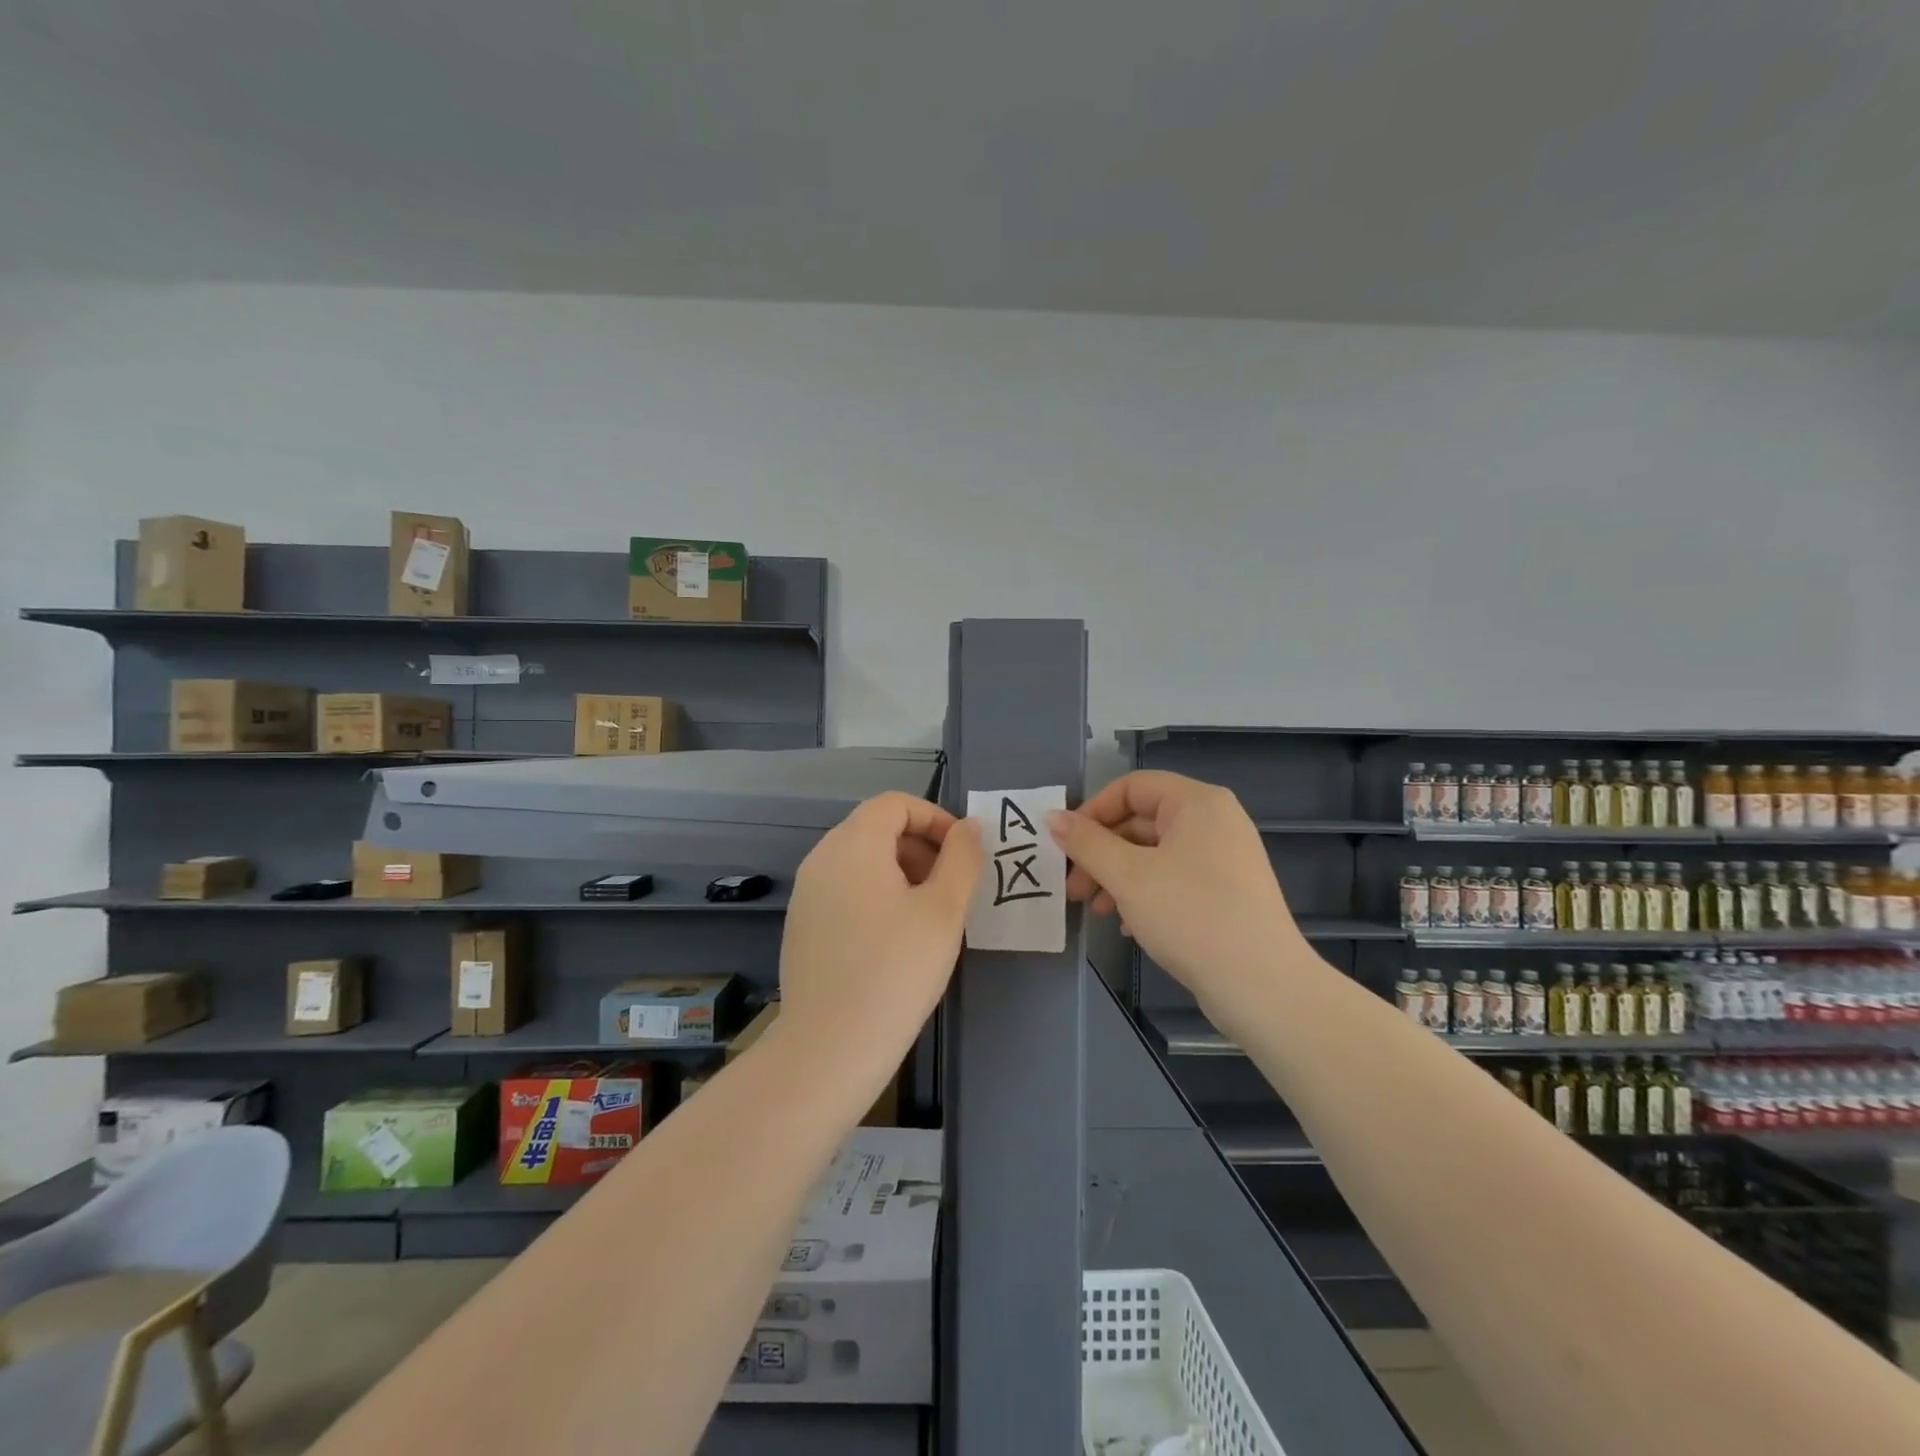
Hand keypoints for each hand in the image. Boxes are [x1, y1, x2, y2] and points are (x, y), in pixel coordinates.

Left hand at [779, 792, 983, 1046]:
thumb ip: (962, 858)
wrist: (829, 1049)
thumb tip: (968, 826)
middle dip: (920, 846)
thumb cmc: (896, 971)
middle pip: (876, 828)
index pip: (895, 803)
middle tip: (951, 888)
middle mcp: (822, 858)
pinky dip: (876, 894)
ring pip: (861, 860)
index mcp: (853, 845)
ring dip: (901, 871)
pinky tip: (895, 939)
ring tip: (928, 915)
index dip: (935, 818)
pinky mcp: (802, 925)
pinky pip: (845, 889)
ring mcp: (807, 893)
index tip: (963, 854)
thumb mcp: (944, 910)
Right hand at [1047, 771, 1298, 1009]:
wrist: (1262, 986)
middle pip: (1141, 821)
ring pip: (1155, 853)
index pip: (1131, 787)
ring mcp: (1225, 858)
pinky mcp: (1228, 892)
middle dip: (1101, 852)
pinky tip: (1128, 926)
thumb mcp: (1128, 876)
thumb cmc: (1190, 916)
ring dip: (1117, 876)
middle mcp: (1215, 821)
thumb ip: (1086, 843)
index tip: (1066, 846)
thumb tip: (1052, 817)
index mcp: (1197, 803)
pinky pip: (1175, 878)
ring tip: (1095, 911)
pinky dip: (1145, 893)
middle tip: (1073, 887)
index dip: (1092, 811)